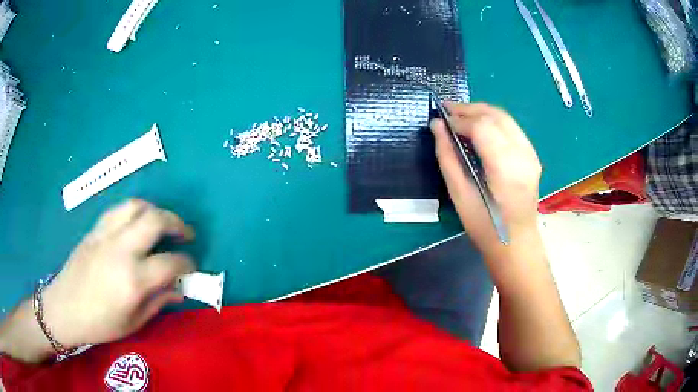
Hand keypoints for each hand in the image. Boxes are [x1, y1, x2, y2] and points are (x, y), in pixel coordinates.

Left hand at [42, 199, 195, 348]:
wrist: (65, 308)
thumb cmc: (100, 323)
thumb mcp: (134, 322)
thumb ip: (158, 302)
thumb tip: (179, 290)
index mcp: (133, 280)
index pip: (171, 263)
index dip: (187, 263)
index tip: (191, 267)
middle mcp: (122, 250)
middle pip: (156, 221)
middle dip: (177, 223)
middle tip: (185, 234)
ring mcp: (106, 235)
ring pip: (136, 206)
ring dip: (155, 211)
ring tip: (161, 223)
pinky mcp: (95, 230)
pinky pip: (118, 210)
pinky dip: (134, 211)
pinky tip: (136, 223)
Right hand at [431, 102, 541, 251]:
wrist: (516, 243)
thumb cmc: (485, 227)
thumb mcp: (460, 195)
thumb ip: (447, 157)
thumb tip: (437, 126)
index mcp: (505, 167)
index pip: (482, 126)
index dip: (460, 119)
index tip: (441, 120)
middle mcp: (522, 155)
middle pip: (495, 115)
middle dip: (469, 109)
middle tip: (447, 110)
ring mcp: (531, 154)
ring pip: (505, 117)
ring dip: (481, 112)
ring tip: (461, 115)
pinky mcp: (532, 156)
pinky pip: (512, 128)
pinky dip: (493, 121)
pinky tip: (480, 127)